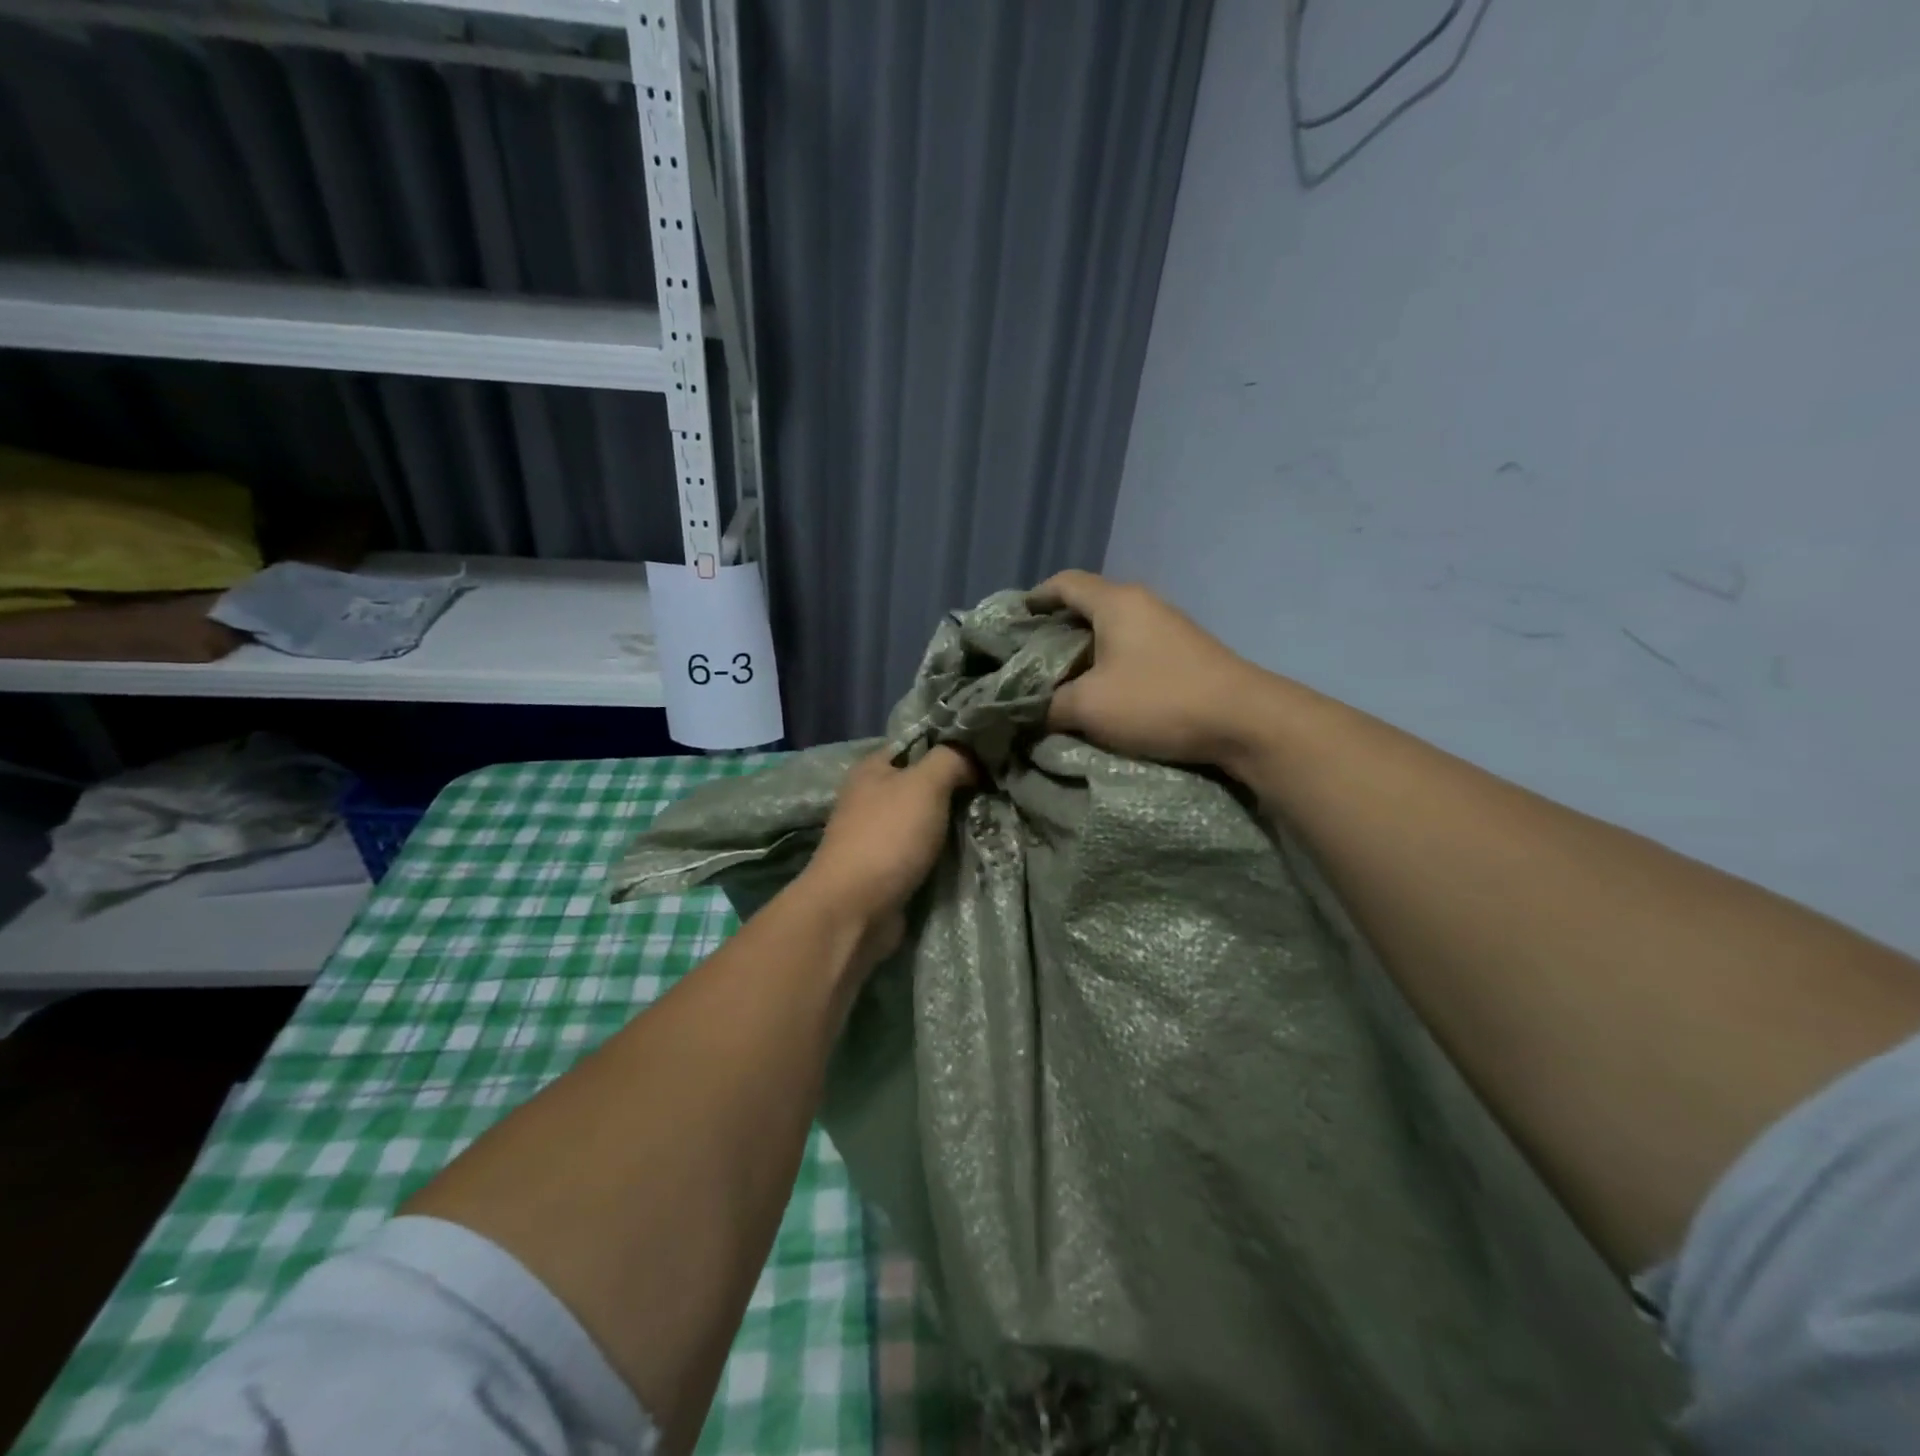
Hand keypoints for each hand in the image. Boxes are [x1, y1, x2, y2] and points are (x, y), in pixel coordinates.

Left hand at [798, 746, 976, 954]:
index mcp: (872, 768)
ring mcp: (878, 835)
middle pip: (923, 783)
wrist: (855, 910)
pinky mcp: (887, 868)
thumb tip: (972, 758)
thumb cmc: (887, 837)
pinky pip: (924, 850)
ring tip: (992, 819)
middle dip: (958, 788)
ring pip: (926, 819)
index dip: (951, 746)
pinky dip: (944, 851)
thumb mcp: (924, 784)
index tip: (988, 756)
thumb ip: (951, 760)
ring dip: (954, 823)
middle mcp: (871, 797)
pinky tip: (972, 848)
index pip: (918, 745)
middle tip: (996, 790)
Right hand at [1029, 570, 1266, 766]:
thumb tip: (1029, 709)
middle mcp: (1142, 603)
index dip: (1035, 598)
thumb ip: (1048, 705)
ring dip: (1085, 648)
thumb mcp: (1088, 707)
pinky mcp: (1184, 650)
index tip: (1014, 622)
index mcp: (1115, 602)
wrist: (1243, 720)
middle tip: (1031, 658)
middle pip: (1088, 603)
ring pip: (1112, 627)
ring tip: (1063, 677)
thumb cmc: (1158, 701)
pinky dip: (1110, 660)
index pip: (1064, 583)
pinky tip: (1103, 689)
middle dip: (1056, 627)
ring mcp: (1168, 625)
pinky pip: (1133, 645)